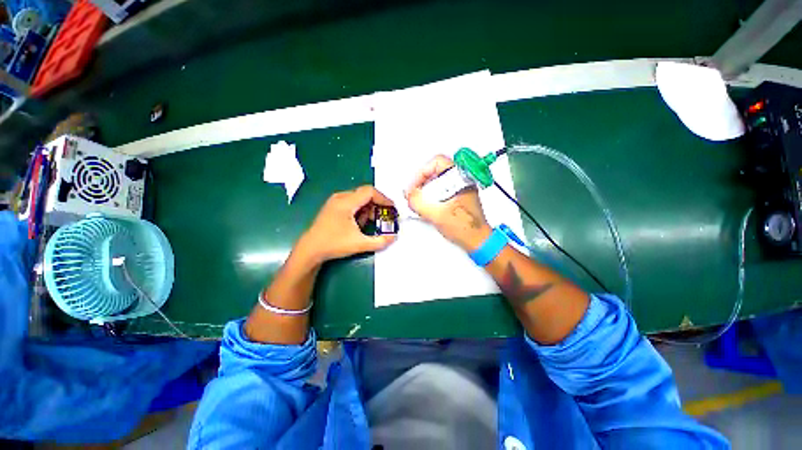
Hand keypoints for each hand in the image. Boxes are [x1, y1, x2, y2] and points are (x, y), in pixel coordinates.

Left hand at [296, 186, 396, 264]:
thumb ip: (380, 241)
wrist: (310, 250)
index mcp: (346, 202)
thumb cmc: (333, 245)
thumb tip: (394, 237)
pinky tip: (360, 224)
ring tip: (372, 223)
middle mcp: (340, 198)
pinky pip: (352, 203)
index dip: (384, 199)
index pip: (370, 192)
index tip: (392, 209)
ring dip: (369, 209)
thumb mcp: (359, 244)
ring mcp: (335, 201)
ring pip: (359, 199)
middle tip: (384, 218)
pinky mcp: (333, 207)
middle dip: (377, 205)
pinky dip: (360, 211)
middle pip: (365, 194)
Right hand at [405, 155, 491, 250]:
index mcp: (461, 178)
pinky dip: (431, 196)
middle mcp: (462, 180)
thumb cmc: (466, 228)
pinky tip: (428, 207)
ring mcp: (461, 188)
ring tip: (420, 203)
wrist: (478, 241)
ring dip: (425, 190)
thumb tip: (409, 195)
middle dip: (421, 183)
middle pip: (436, 171)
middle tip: (414, 195)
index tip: (414, 187)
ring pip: (437, 181)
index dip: (421, 173)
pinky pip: (441, 190)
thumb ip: (419, 203)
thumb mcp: (437, 215)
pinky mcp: (458, 196)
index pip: (437, 162)